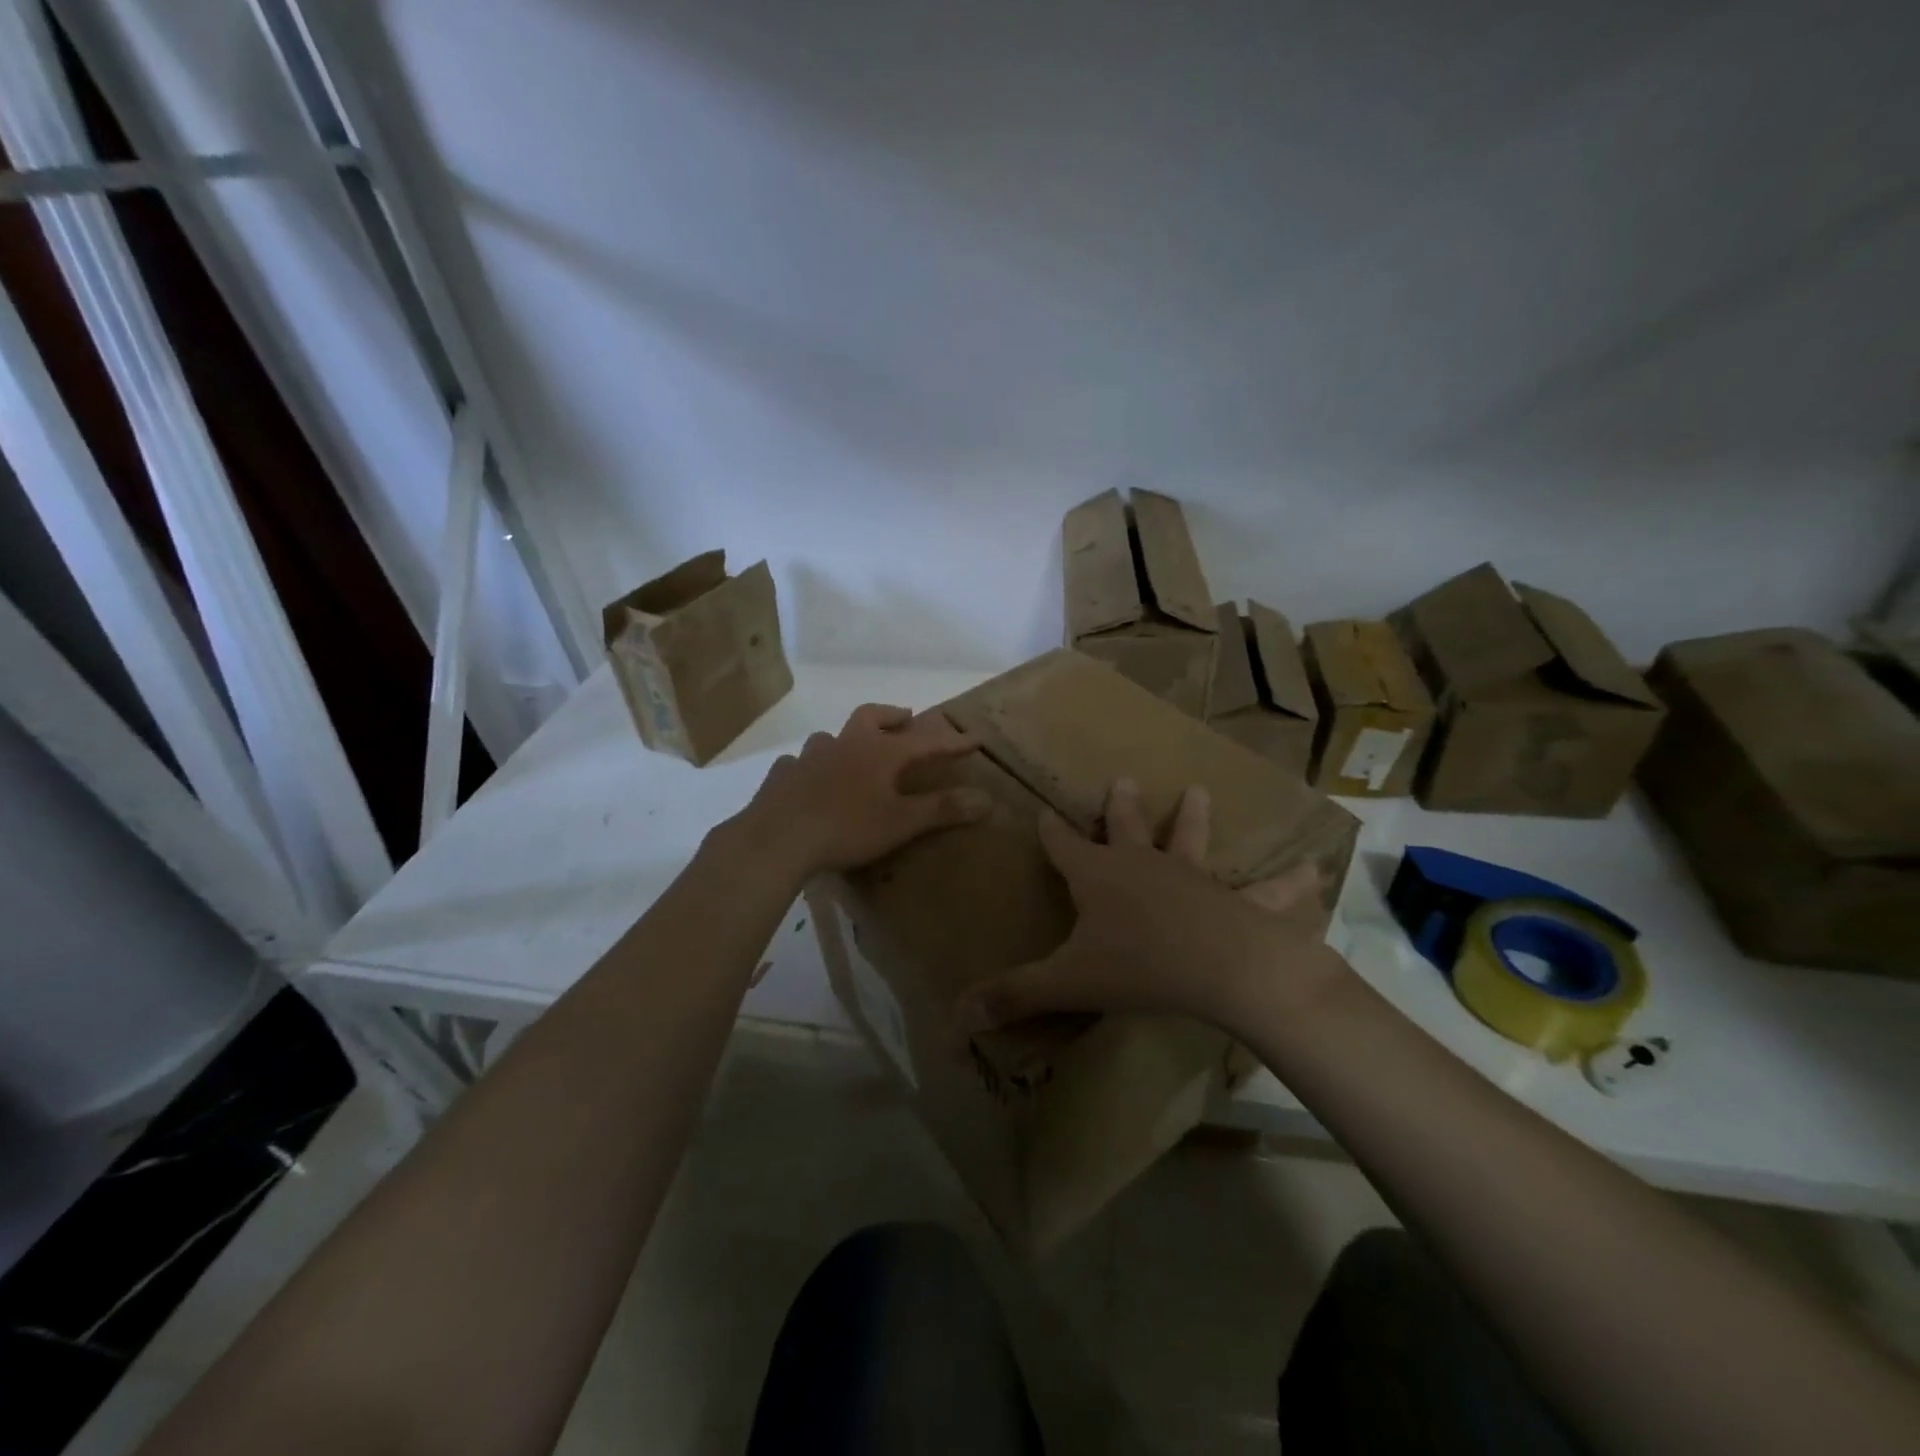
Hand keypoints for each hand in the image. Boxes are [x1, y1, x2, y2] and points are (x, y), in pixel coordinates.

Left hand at [725, 704, 989, 879]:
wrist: (778, 839)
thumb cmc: (847, 828)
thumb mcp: (901, 822)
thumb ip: (942, 809)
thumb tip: (986, 799)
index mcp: (879, 752)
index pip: (925, 741)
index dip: (951, 741)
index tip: (974, 739)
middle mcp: (845, 744)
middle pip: (872, 716)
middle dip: (893, 716)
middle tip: (906, 720)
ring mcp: (810, 756)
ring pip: (832, 736)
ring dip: (848, 739)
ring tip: (855, 753)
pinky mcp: (783, 775)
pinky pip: (799, 762)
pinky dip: (811, 766)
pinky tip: (810, 779)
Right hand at [953, 779, 1347, 1033]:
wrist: (1223, 969)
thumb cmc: (1139, 966)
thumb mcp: (1068, 983)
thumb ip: (1012, 997)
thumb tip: (952, 1021)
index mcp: (1099, 877)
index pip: (1063, 847)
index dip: (1050, 832)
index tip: (1042, 812)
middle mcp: (1143, 866)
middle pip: (1125, 829)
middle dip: (1119, 807)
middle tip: (1122, 781)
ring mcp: (1193, 877)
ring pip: (1191, 840)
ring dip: (1194, 817)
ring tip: (1199, 790)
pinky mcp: (1235, 901)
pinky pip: (1263, 892)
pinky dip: (1287, 885)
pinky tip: (1313, 873)